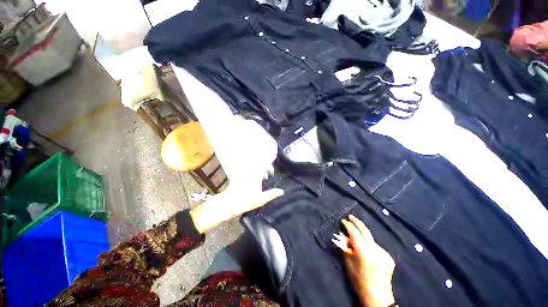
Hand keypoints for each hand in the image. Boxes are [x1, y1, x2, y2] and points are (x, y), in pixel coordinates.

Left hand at [190, 167, 282, 232]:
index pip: (264, 164)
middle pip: (258, 163)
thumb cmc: (244, 202)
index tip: (271, 173)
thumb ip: (271, 194)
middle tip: (267, 176)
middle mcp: (249, 171)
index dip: (269, 167)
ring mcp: (242, 172)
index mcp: (255, 175)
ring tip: (261, 178)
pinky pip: (247, 169)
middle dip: (264, 167)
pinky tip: (253, 179)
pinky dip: (252, 171)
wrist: (227, 204)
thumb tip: (281, 191)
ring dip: (258, 169)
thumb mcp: (260, 200)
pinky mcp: (238, 175)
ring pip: (253, 166)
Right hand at [341, 215, 395, 306]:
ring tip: (356, 235)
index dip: (348, 225)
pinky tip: (366, 249)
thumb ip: (345, 247)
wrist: (377, 296)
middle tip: (350, 216)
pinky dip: (369, 244)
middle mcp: (375, 249)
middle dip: (357, 222)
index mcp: (364, 251)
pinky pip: (375, 246)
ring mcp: (383, 252)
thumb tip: (341, 234)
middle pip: (365, 230)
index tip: (343, 221)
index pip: (354, 232)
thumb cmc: (358, 280)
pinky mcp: (388, 256)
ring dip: (363, 235)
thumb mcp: (348, 263)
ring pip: (370, 238)